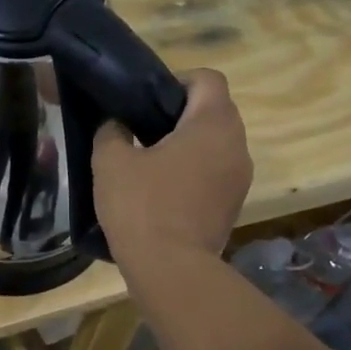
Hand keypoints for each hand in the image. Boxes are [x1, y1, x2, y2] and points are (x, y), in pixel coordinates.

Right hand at [92, 69, 251, 265]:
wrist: (171, 270)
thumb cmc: (142, 206)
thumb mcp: (110, 162)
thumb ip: (111, 132)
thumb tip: (115, 125)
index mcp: (212, 124)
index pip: (208, 79)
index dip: (177, 80)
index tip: (147, 100)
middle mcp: (237, 145)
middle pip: (215, 110)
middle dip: (181, 114)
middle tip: (142, 129)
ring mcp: (240, 178)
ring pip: (217, 144)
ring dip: (188, 145)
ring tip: (150, 162)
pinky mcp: (234, 205)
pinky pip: (215, 172)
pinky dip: (194, 172)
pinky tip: (162, 190)